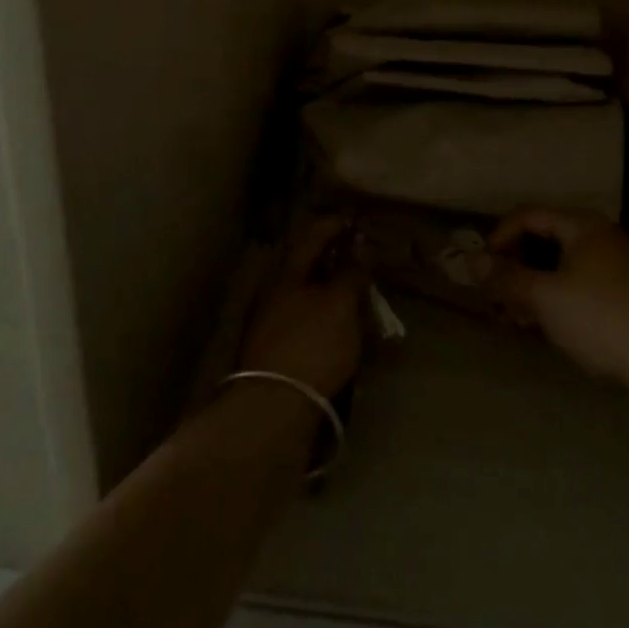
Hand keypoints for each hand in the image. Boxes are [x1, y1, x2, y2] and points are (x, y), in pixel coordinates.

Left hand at [238, 216, 367, 398]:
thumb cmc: (311, 344)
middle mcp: (273, 289)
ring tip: (355, 289)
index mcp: (286, 270)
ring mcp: (270, 320)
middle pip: (305, 263)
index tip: (356, 219)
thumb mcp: (340, 304)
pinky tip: (339, 323)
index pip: (312, 234)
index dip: (335, 224)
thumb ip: (351, 273)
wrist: (273, 408)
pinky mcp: (275, 348)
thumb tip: (358, 248)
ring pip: (304, 291)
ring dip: (329, 285)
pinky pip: (304, 316)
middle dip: (332, 255)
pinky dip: (323, 311)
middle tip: (358, 253)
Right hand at [489, 208, 628, 397]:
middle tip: (498, 296)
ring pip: (563, 265)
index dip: (500, 236)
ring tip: (519, 317)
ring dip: (535, 285)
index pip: (529, 215)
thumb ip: (505, 277)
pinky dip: (558, 296)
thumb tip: (470, 260)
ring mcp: (619, 265)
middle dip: (516, 266)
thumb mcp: (544, 297)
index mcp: (583, 225)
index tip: (482, 266)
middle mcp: (602, 236)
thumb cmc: (600, 318)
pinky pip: (581, 283)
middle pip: (546, 240)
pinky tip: (550, 325)